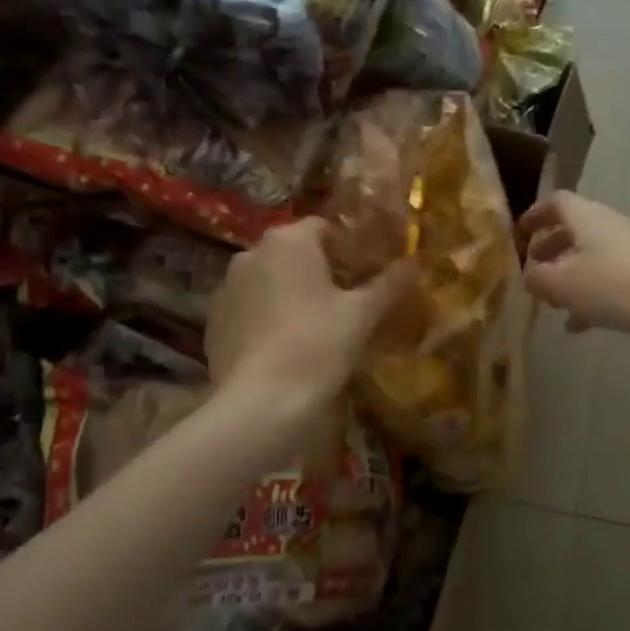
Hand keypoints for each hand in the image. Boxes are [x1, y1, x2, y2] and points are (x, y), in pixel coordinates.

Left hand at [206, 217, 411, 408]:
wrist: (261, 402)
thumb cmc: (318, 346)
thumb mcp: (362, 315)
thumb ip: (389, 284)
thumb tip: (415, 262)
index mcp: (288, 241)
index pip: (323, 228)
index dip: (348, 249)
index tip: (365, 277)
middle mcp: (250, 253)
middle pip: (293, 253)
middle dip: (319, 272)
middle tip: (345, 304)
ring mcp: (226, 287)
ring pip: (268, 281)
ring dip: (290, 294)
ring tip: (314, 328)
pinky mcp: (214, 321)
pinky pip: (249, 309)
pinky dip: (266, 319)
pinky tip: (284, 348)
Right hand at [519, 193, 629, 342]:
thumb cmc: (608, 285)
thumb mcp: (560, 284)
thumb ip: (537, 278)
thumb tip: (530, 276)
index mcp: (586, 217)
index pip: (558, 202)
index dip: (537, 214)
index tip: (522, 231)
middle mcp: (609, 226)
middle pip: (576, 229)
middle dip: (552, 248)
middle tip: (535, 267)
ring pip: (592, 257)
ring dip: (570, 275)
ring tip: (553, 302)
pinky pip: (610, 279)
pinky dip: (591, 295)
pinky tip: (579, 325)